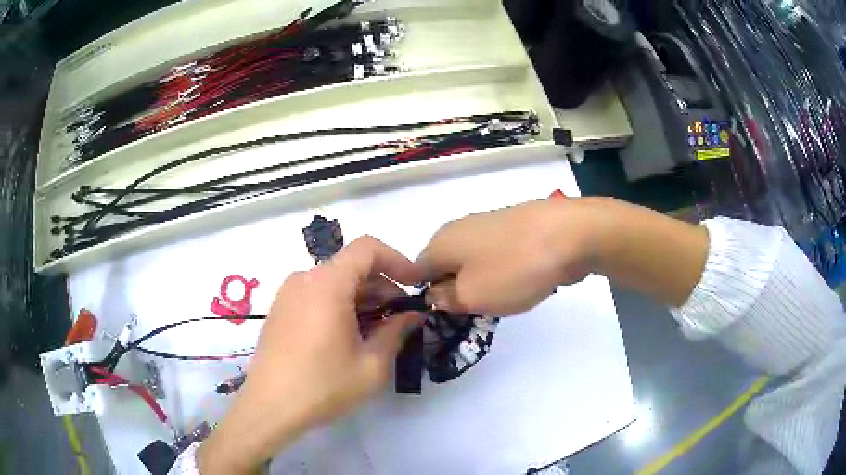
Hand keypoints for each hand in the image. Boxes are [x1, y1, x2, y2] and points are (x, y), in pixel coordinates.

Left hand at [198, 236, 422, 473]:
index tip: (415, 284)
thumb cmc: (323, 386)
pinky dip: (340, 305)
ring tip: (378, 331)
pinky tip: (349, 336)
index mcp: (327, 284)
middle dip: (382, 287)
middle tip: (401, 317)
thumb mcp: (371, 365)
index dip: (397, 260)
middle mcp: (304, 279)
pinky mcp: (280, 309)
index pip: (367, 248)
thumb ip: (397, 332)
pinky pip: (317, 294)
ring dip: (362, 298)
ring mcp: (288, 293)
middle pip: (351, 266)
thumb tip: (413, 315)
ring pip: (334, 282)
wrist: (269, 407)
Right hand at [416, 198, 601, 316]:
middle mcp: (459, 228)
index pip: (416, 274)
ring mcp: (489, 224)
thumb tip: (435, 293)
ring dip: (482, 283)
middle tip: (477, 310)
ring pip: (473, 263)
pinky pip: (498, 257)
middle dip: (457, 291)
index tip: (446, 316)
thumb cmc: (514, 269)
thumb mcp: (471, 296)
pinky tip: (523, 280)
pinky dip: (504, 272)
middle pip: (446, 268)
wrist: (570, 234)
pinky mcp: (514, 227)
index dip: (426, 298)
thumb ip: (445, 299)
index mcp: (440, 242)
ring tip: (504, 297)